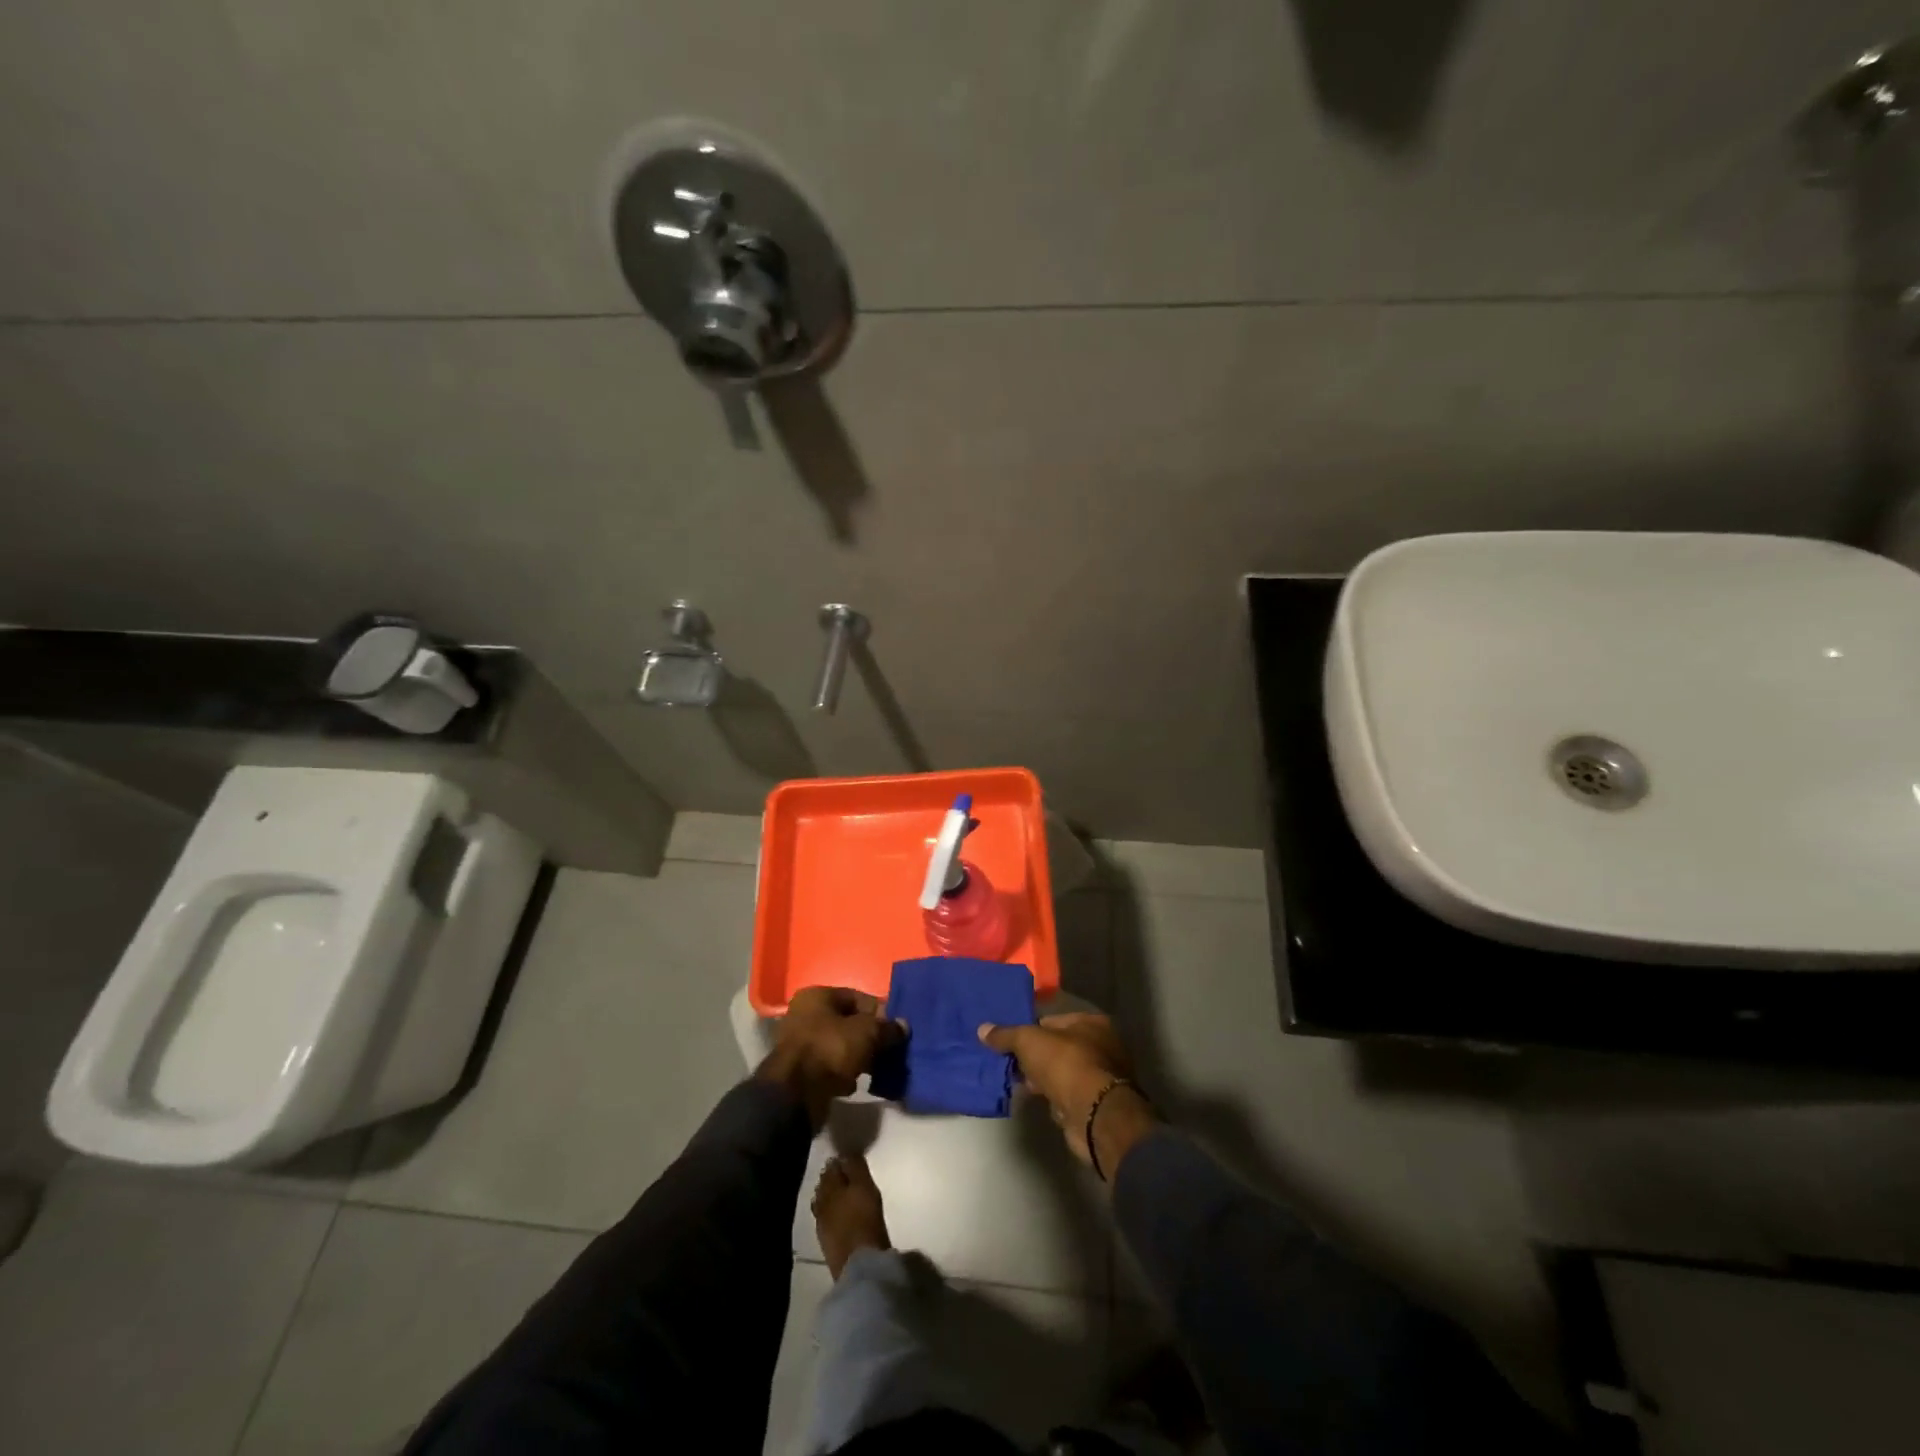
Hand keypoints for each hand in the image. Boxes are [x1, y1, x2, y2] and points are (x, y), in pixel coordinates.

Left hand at [760, 987, 905, 1126]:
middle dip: (869, 1037)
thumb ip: (887, 1028)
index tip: (894, 1030)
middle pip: (847, 1023)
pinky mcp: (800, 1071)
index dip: (878, 1013)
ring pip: (839, 1046)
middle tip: (888, 1051)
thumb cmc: (830, 1049)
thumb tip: (903, 1026)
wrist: (795, 1095)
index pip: (857, 997)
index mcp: (817, 996)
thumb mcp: (867, 1033)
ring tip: (875, 1070)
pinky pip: (830, 1067)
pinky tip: (855, 1084)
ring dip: (858, 1057)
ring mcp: (800, 1044)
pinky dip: (844, 1074)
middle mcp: (804, 1015)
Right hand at [978, 1013, 1156, 1175]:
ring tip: (1017, 1082)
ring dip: (1041, 1078)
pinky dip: (1050, 1096)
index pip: (1053, 1020)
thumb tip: (982, 1029)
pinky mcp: (1094, 1104)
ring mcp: (1100, 1077)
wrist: (1094, 1115)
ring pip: (1061, 1072)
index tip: (1009, 1041)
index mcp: (1092, 1022)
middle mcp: (1101, 1046)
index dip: (1029, 1029)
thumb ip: (1006, 1035)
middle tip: (1010, 1063)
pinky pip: (1065, 1093)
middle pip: (1057, 1046)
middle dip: (1034, 1056)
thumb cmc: (1065, 1064)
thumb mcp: (1029, 1041)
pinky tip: (1033, 1098)